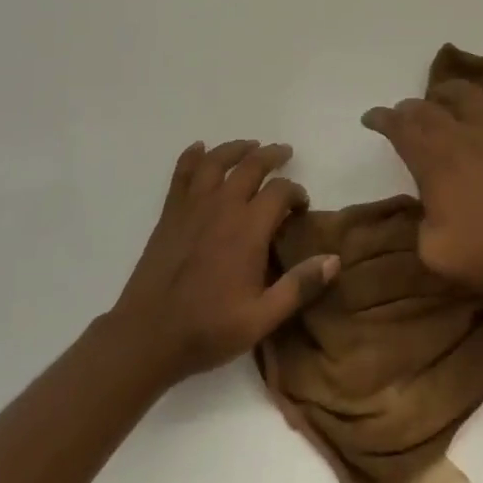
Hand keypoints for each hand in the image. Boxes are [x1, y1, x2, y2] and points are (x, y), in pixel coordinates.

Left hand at [111, 140, 339, 383]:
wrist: (147, 336)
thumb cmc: (208, 329)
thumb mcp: (262, 318)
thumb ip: (300, 286)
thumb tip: (334, 259)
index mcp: (249, 229)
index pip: (280, 192)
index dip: (296, 192)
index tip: (301, 205)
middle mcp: (223, 206)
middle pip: (252, 166)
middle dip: (272, 156)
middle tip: (285, 153)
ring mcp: (193, 206)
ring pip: (217, 161)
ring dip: (237, 149)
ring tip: (250, 146)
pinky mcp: (170, 214)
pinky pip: (182, 174)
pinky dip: (192, 157)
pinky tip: (199, 149)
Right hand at [362, 81, 482, 291]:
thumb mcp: (433, 251)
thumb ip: (420, 225)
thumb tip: (428, 211)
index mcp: (433, 162)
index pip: (400, 129)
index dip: (381, 119)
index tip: (370, 118)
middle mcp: (460, 138)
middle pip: (427, 109)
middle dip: (408, 108)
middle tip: (400, 115)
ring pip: (467, 95)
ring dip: (447, 91)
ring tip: (440, 97)